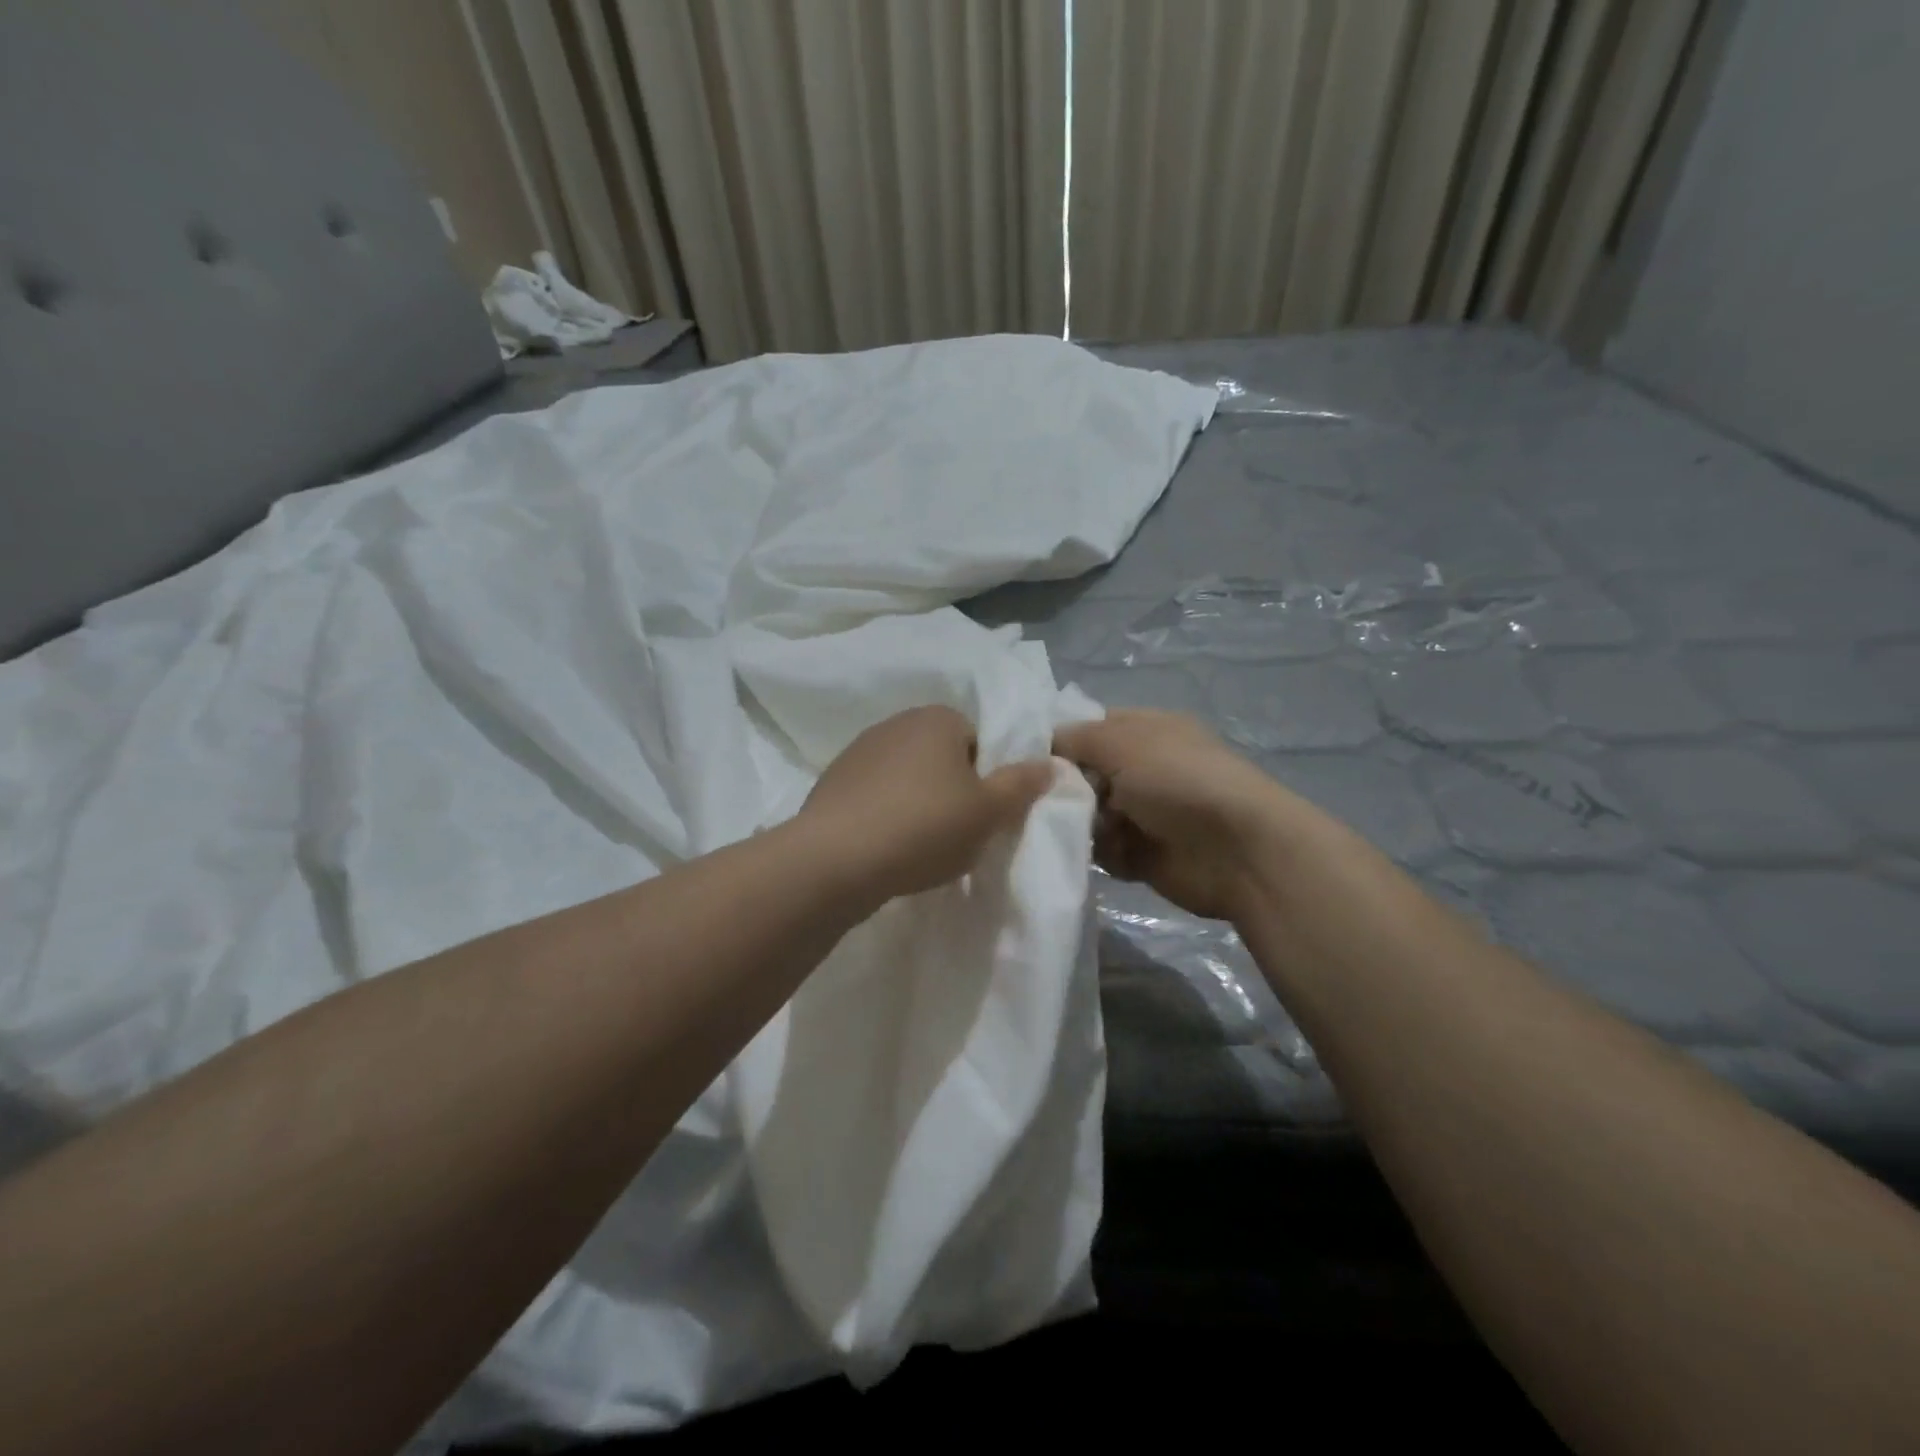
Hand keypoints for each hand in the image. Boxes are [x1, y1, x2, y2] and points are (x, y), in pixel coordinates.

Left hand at [801, 705, 1054, 900]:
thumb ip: (1022, 784)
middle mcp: (896, 722)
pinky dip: (886, 814)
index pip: (979, 739)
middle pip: (942, 756)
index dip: (988, 776)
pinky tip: (888, 847)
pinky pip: (875, 795)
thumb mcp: (989, 812)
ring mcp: (858, 751)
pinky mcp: (833, 782)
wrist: (835, 860)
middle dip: (953, 789)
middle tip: (959, 831)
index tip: (985, 812)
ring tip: (921, 845)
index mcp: (937, 718)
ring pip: (907, 776)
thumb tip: (1049, 762)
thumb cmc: (924, 827)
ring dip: (918, 802)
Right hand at [1054, 709, 1324, 920]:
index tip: (1027, 759)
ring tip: (1080, 829)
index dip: (1059, 741)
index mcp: (1146, 731)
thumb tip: (1044, 745)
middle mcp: (1144, 769)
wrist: (1238, 851)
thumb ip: (1075, 739)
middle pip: (1084, 775)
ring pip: (1090, 816)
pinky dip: (1102, 854)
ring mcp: (1145, 814)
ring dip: (1081, 824)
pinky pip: (1105, 852)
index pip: (1090, 728)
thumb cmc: (1179, 781)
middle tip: (1048, 800)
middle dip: (1065, 788)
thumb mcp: (1122, 742)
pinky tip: (1108, 853)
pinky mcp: (1145, 855)